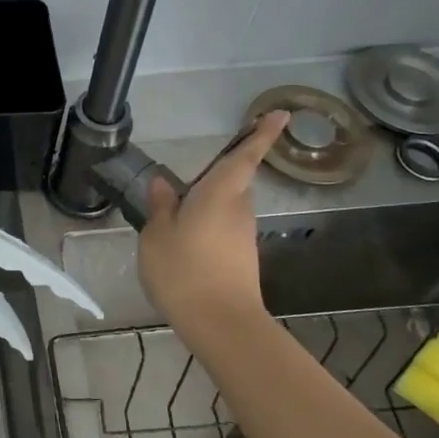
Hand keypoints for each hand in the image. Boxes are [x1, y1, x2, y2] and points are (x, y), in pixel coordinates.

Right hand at [138, 111, 288, 339]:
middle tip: (183, 190)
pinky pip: (223, 231)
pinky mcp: (243, 258)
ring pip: (225, 209)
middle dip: (215, 180)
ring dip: (206, 209)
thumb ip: (161, 206)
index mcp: (219, 193)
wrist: (221, 323)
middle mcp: (238, 209)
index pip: (245, 156)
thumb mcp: (156, 234)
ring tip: (174, 224)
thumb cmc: (184, 269)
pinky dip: (207, 231)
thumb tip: (164, 185)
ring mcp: (244, 235)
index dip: (262, 134)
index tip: (281, 114)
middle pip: (232, 183)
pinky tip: (184, 249)